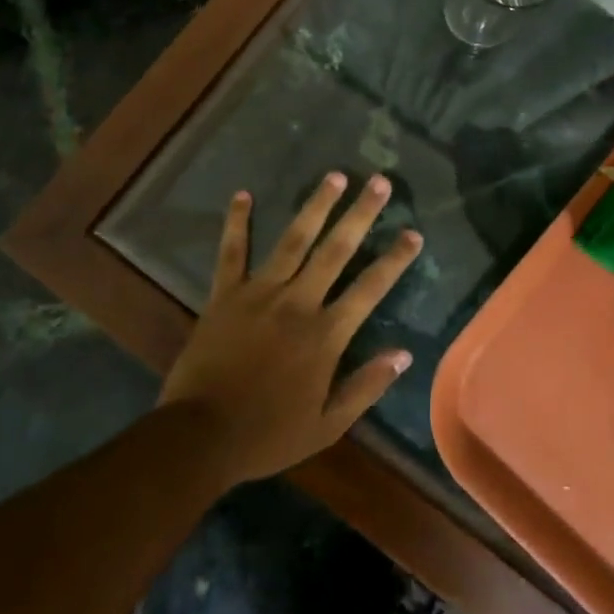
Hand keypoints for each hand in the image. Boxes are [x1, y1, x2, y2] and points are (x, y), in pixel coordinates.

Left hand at [158, 172, 422, 486]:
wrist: (200, 437)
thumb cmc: (267, 434)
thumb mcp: (327, 426)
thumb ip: (366, 387)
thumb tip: (405, 354)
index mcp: (325, 334)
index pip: (370, 288)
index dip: (394, 259)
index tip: (413, 232)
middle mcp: (298, 302)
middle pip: (336, 250)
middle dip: (361, 214)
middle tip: (380, 181)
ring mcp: (260, 293)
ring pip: (294, 240)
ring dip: (316, 206)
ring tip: (335, 176)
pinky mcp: (225, 294)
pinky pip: (231, 252)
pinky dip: (236, 222)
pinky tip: (242, 194)